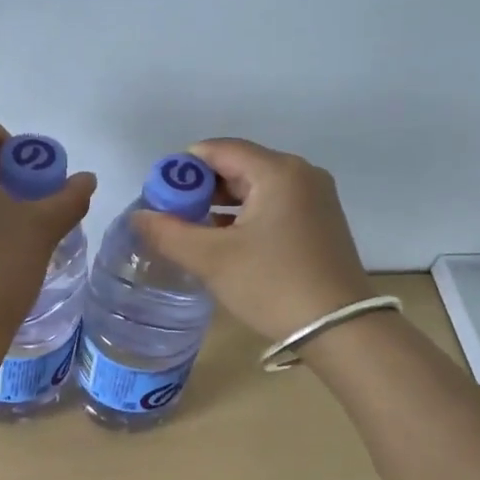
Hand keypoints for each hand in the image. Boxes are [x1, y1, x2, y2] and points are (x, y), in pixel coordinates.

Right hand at [129, 138, 375, 342]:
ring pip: (255, 187)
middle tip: (171, 217)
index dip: (182, 168)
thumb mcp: (212, 259)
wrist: (341, 330)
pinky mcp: (320, 222)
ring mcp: (315, 198)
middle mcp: (301, 174)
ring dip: (221, 205)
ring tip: (192, 232)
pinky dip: (245, 216)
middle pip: (238, 165)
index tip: (158, 196)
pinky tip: (226, 242)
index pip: (218, 149)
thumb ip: (168, 233)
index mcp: (277, 171)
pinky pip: (273, 205)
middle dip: (200, 188)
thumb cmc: (273, 285)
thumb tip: (138, 216)